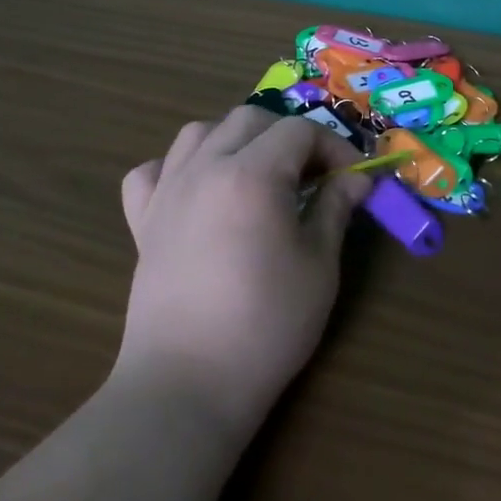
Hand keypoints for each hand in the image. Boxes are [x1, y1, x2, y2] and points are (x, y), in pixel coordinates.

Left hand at [118, 107, 371, 429]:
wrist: (188, 382)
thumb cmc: (266, 324)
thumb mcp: (318, 265)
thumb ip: (336, 209)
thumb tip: (358, 178)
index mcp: (252, 174)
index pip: (299, 132)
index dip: (334, 148)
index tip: (353, 179)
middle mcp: (204, 168)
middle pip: (249, 119)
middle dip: (289, 136)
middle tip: (313, 175)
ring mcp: (167, 193)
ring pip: (198, 133)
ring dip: (235, 139)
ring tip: (258, 173)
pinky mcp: (142, 222)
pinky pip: (151, 172)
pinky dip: (177, 168)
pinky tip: (197, 192)